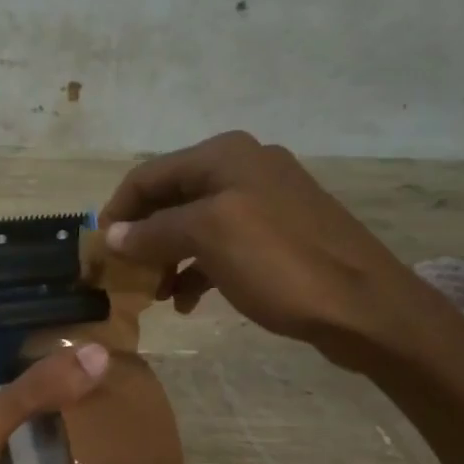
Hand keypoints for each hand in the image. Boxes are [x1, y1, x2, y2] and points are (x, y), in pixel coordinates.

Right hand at [100, 131, 463, 374]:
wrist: (366, 307)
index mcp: (225, 156)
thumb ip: (154, 231)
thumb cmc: (281, 264)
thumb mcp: (209, 238)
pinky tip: (188, 301)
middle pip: (170, 198)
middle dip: (141, 237)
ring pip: (193, 225)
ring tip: (154, 295)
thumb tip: (112, 235)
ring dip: (166, 257)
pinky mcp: (278, 235)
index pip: (148, 175)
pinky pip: (221, 245)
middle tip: (123, 277)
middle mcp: (243, 168)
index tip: (98, 251)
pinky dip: (197, 269)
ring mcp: (264, 202)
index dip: (117, 211)